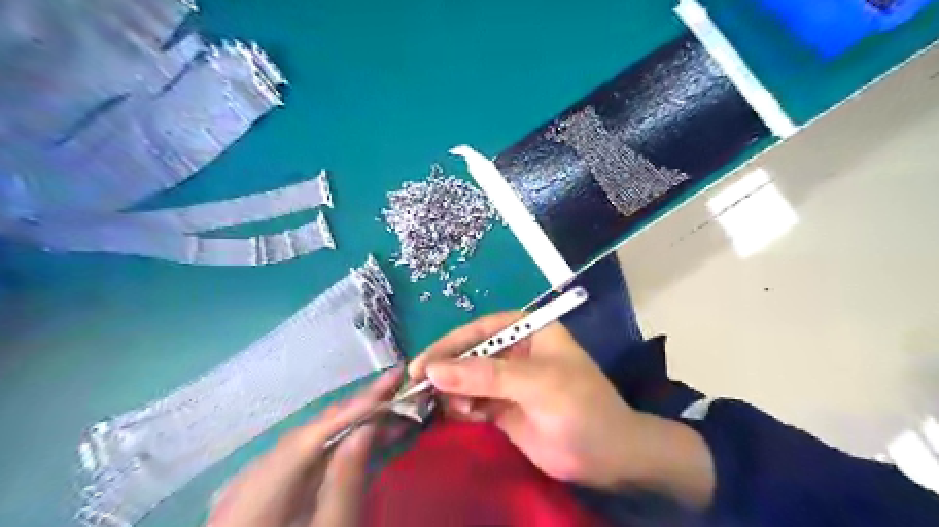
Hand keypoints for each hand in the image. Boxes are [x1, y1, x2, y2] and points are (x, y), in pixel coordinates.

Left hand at [205, 366, 400, 526]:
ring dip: (348, 425)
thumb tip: (366, 429)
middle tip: (395, 387)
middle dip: (353, 410)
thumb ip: (345, 484)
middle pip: (306, 434)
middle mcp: (245, 485)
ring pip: (306, 443)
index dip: (351, 409)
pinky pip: (302, 460)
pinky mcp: (261, 495)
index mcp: (254, 501)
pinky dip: (334, 446)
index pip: (308, 438)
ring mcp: (249, 489)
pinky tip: (360, 439)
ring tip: (389, 410)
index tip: (389, 384)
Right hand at [411, 311, 711, 507]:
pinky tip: (464, 416)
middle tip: (418, 390)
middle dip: (446, 370)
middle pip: (469, 353)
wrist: (609, 457)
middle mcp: (514, 351)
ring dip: (453, 392)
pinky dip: (461, 408)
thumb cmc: (581, 407)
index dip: (450, 344)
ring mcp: (506, 380)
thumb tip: (434, 369)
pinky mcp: (501, 407)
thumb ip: (486, 375)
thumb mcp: (537, 384)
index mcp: (528, 331)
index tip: (422, 364)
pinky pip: (471, 401)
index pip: (480, 329)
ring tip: (455, 408)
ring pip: (466, 379)